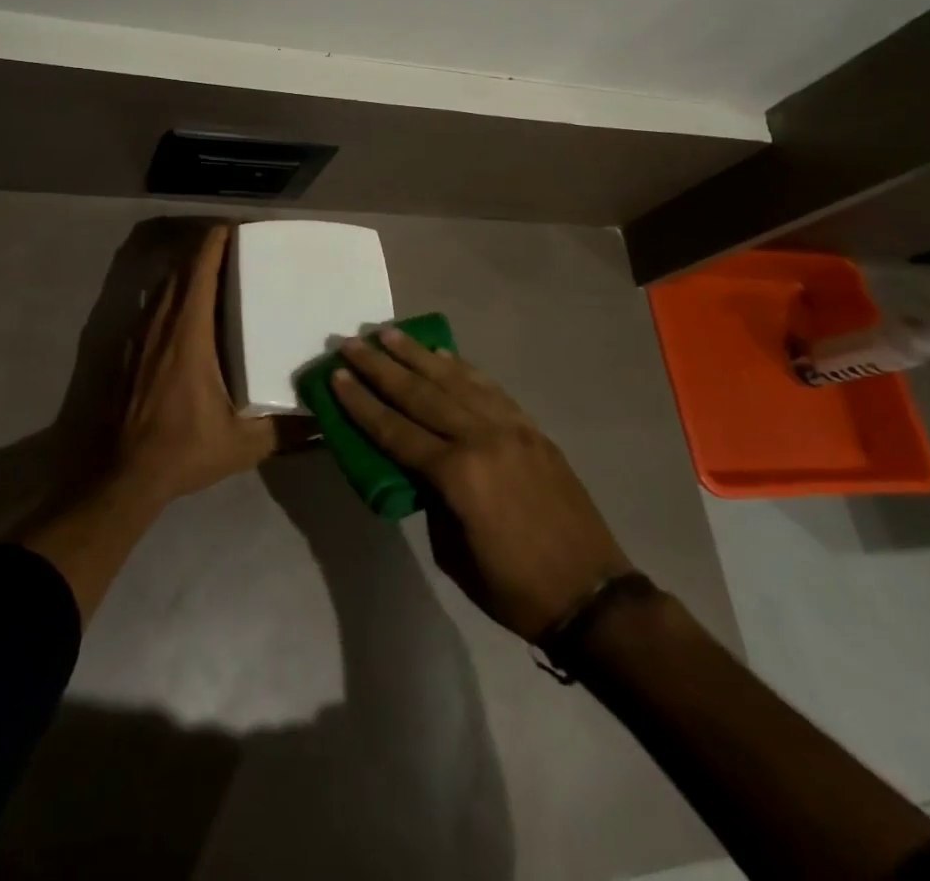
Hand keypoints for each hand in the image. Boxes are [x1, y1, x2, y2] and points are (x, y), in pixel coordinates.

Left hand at [116, 224, 276, 503]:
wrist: (121, 475)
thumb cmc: (182, 450)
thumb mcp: (242, 445)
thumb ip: (285, 431)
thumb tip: (324, 420)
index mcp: (189, 335)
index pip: (199, 273)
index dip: (214, 244)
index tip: (234, 229)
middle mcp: (161, 325)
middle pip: (180, 271)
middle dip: (203, 250)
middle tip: (233, 245)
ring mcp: (139, 337)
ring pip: (163, 287)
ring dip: (185, 271)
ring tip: (213, 269)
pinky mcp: (127, 351)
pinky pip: (151, 307)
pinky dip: (170, 294)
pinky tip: (185, 310)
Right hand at [332, 329, 630, 640]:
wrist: (592, 595)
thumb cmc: (513, 588)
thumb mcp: (452, 553)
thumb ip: (431, 500)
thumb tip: (418, 467)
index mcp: (457, 474)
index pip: (395, 429)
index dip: (362, 403)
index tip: (336, 375)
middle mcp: (481, 438)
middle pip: (420, 393)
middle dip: (381, 367)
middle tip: (352, 343)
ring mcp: (511, 428)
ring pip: (455, 380)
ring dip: (418, 355)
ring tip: (390, 334)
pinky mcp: (531, 429)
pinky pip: (490, 389)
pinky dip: (463, 368)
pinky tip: (444, 353)